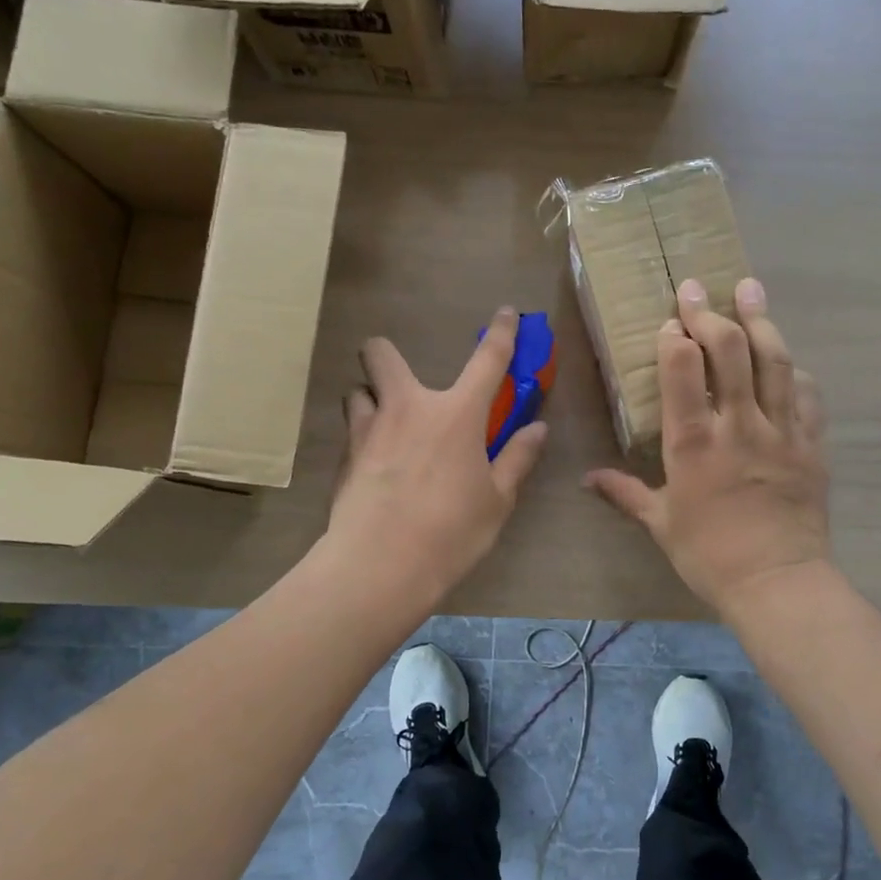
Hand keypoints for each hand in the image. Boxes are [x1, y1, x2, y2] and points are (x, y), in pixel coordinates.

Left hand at [327, 308, 549, 605]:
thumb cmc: (451, 532)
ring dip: (372, 400)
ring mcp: (368, 430)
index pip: (487, 360)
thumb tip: (537, 429)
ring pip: (357, 391)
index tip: (505, 313)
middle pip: (380, 354)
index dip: (501, 333)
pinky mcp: (343, 458)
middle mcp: (407, 408)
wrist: (380, 567)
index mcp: (456, 415)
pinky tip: (375, 470)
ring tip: (387, 430)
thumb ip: (517, 459)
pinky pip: (351, 432)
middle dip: (385, 354)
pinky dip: (364, 439)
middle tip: (403, 385)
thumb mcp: (496, 500)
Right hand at [587, 278, 830, 615]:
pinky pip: (807, 395)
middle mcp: (739, 425)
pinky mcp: (811, 445)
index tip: (669, 323)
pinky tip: (787, 358)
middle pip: (731, 351)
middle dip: (711, 313)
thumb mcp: (660, 524)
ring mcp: (781, 431)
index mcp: (694, 443)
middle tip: (697, 289)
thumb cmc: (709, 555)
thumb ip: (625, 493)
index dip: (675, 338)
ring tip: (750, 288)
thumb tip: (588, 479)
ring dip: (760, 320)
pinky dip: (794, 370)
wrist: (778, 583)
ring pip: (774, 361)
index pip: (683, 370)